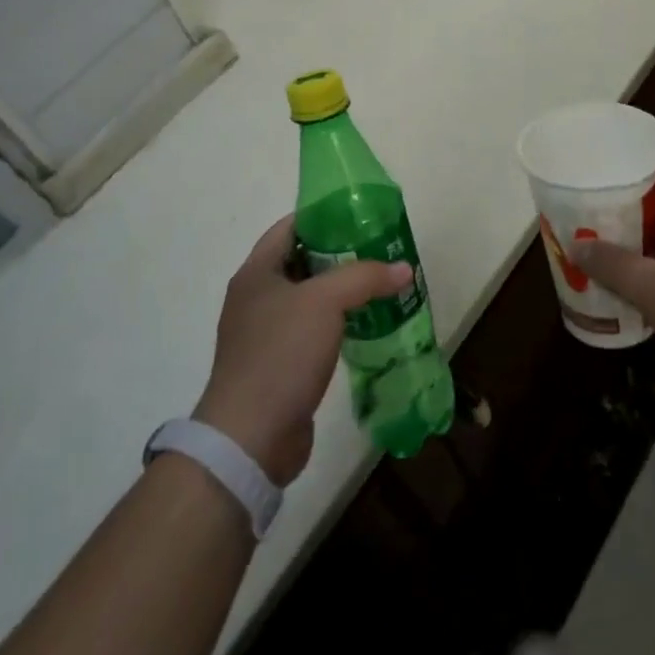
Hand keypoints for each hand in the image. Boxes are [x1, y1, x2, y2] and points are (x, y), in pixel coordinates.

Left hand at [193, 215, 411, 485]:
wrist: (250, 439)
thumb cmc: (281, 354)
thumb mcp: (325, 302)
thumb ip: (365, 277)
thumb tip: (404, 268)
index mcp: (256, 272)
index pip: (290, 226)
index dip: (324, 216)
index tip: (362, 215)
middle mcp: (257, 298)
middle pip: (303, 261)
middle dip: (341, 254)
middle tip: (381, 249)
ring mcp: (265, 334)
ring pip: (311, 299)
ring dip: (343, 291)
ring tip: (383, 284)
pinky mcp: (279, 366)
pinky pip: (313, 331)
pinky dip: (338, 323)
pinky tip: (368, 324)